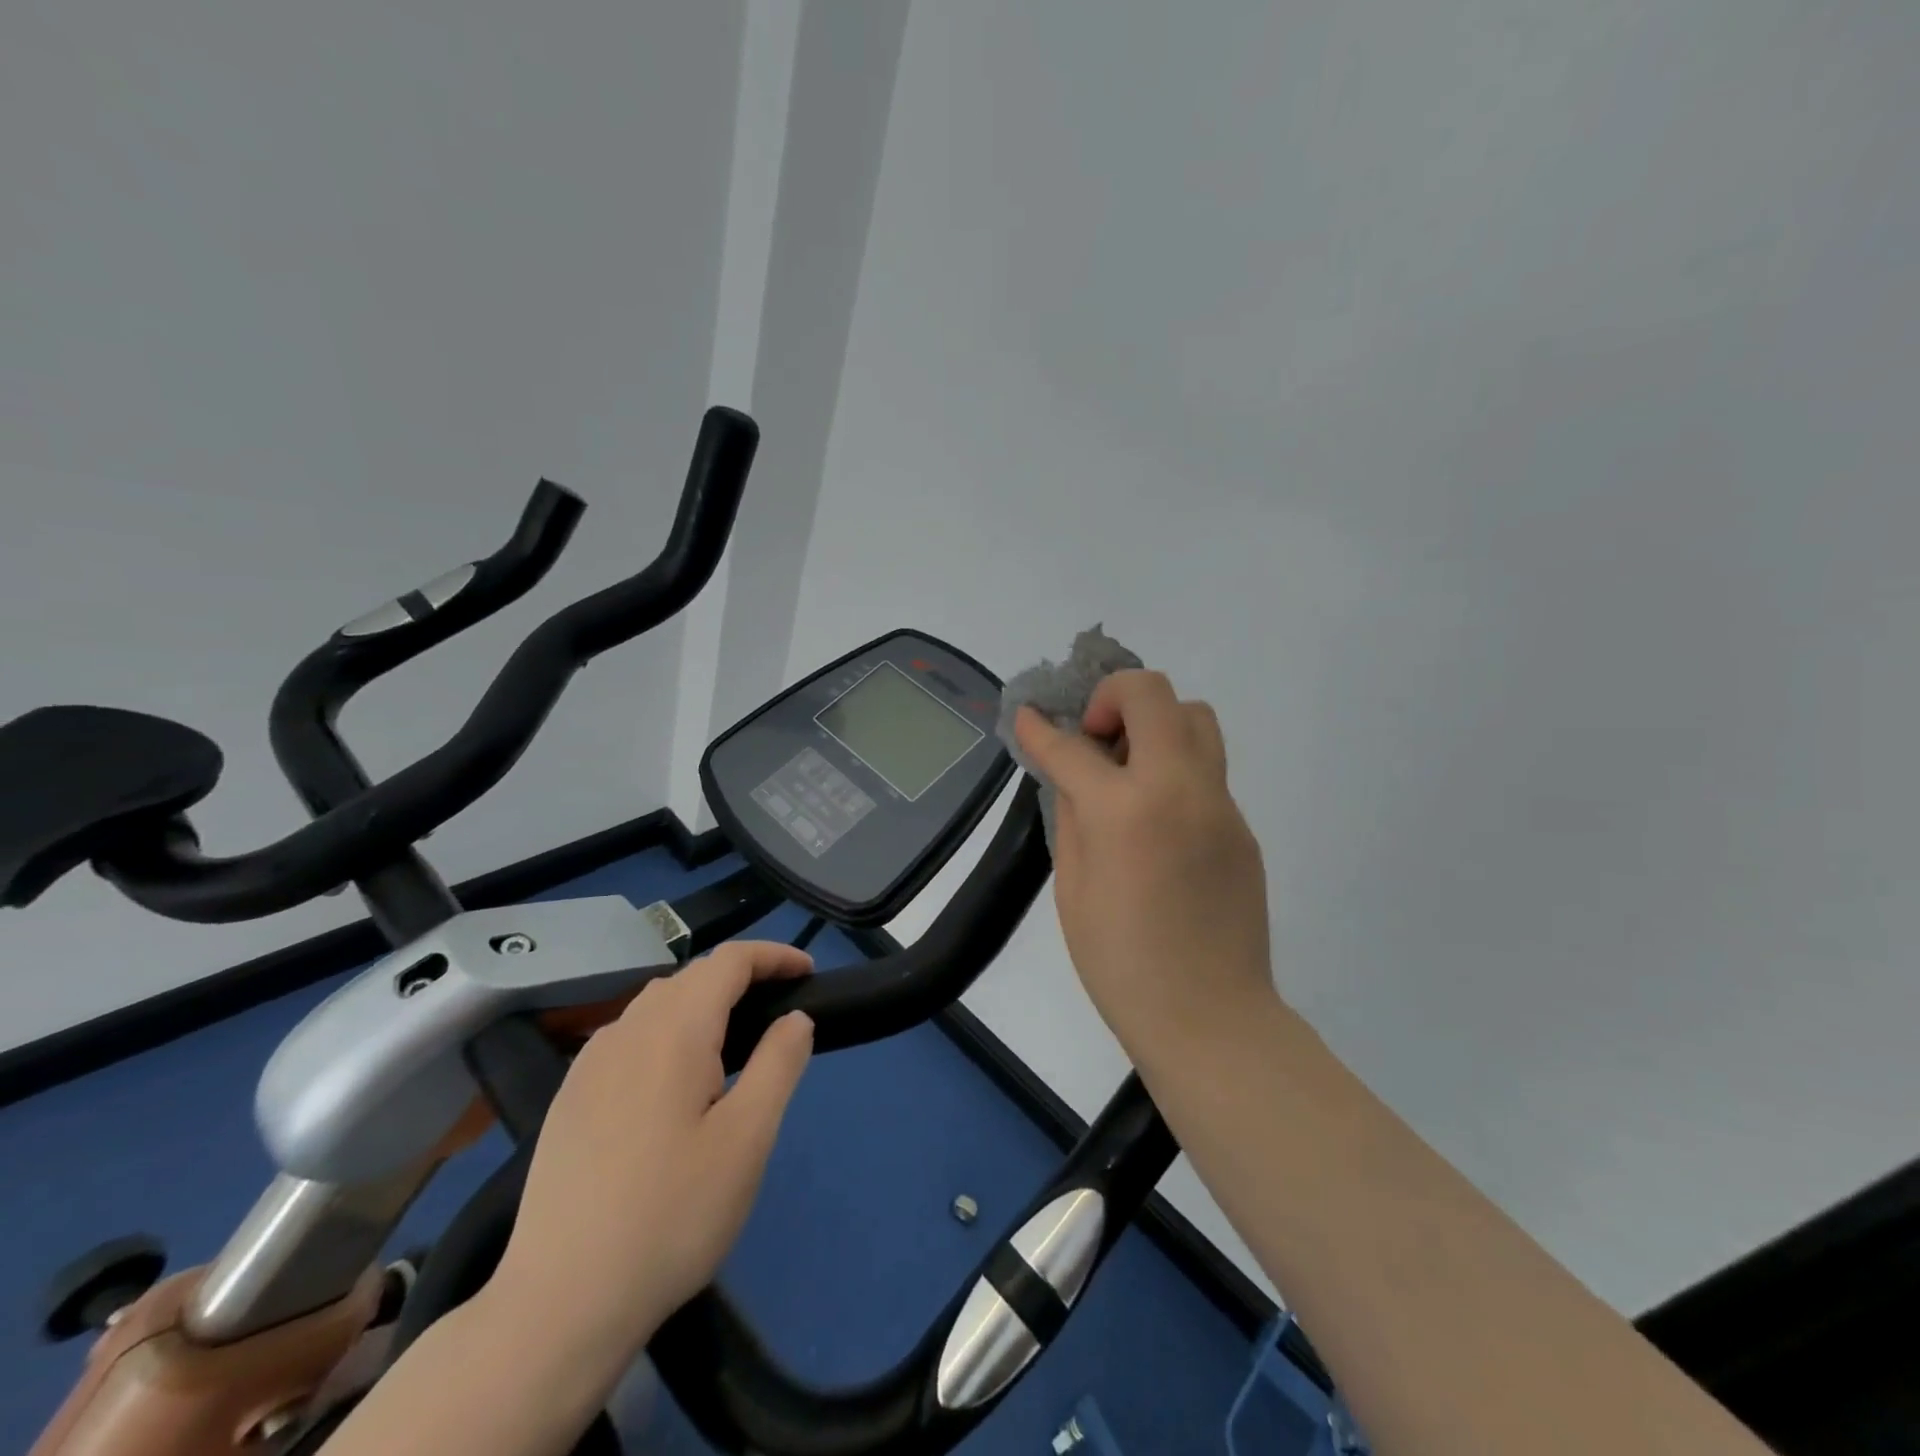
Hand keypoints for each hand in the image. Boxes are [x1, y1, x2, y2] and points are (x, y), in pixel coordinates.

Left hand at [487, 941, 814, 1376]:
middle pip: (692, 976)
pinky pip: (627, 1035)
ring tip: (731, 1045)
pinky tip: (672, 1080)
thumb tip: (795, 1018)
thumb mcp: (748, 1139)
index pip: (729, 961)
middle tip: (778, 1014)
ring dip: (702, 1003)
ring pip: (656, 1003)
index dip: (773, 956)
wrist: (560, 1303)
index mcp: (674, 1030)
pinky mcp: (569, 1097)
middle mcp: (627, 1031)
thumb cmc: (671, 1215)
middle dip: (741, 978)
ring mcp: (589, 1063)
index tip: (808, 974)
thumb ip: (779, 1064)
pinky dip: (666, 1030)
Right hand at [1015, 671, 1275, 1063]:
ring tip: (1129, 766)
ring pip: (1194, 716)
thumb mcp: (1072, 887)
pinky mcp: (1241, 824)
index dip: (1039, 727)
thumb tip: (1071, 772)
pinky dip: (1174, 767)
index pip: (1072, 746)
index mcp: (1124, 811)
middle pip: (1152, 693)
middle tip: (1094, 738)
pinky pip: (1207, 768)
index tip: (1026, 714)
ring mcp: (1219, 803)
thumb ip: (1071, 814)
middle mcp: (1178, 788)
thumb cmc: (1121, 964)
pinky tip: (1157, 814)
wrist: (1210, 1017)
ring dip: (1154, 722)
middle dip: (1111, 696)